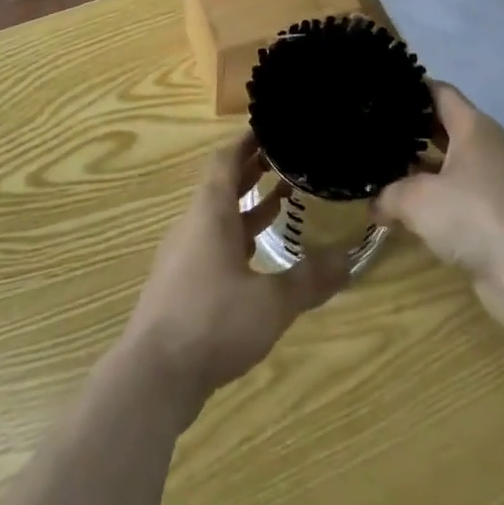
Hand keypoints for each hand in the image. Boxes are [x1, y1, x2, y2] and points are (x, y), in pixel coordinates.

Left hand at [122, 135, 348, 411]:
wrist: (153, 377)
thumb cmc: (211, 322)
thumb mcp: (270, 303)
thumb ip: (309, 280)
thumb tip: (349, 260)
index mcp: (209, 213)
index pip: (224, 159)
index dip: (247, 141)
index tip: (272, 128)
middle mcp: (193, 226)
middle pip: (222, 185)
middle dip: (252, 169)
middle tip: (288, 158)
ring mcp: (184, 256)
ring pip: (218, 217)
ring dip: (248, 205)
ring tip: (284, 198)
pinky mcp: (182, 285)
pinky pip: (214, 245)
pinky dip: (239, 237)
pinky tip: (261, 256)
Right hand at [372, 81, 503, 330]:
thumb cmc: (472, 214)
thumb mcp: (416, 199)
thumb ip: (388, 194)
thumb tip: (374, 204)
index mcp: (472, 127)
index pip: (439, 92)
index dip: (411, 88)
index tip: (381, 91)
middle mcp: (484, 147)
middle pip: (442, 126)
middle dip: (409, 129)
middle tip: (372, 130)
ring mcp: (490, 182)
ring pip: (446, 164)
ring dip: (417, 168)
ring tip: (378, 166)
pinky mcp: (490, 215)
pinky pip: (452, 195)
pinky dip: (429, 198)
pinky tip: (400, 207)